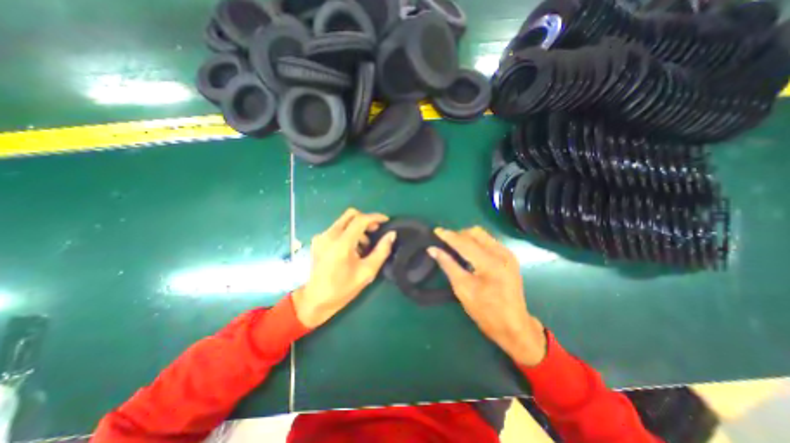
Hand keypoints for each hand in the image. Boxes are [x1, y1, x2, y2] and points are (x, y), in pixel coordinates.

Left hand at [293, 207, 395, 327]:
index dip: (375, 217)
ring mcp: (321, 237)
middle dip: (366, 219)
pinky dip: (348, 232)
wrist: (315, 300)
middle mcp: (329, 235)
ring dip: (357, 228)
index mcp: (341, 244)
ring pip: (343, 221)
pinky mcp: (317, 240)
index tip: (386, 220)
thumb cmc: (342, 289)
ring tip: (363, 246)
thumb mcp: (367, 272)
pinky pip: (336, 229)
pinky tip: (351, 249)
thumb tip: (391, 234)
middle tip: (375, 231)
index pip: (360, 220)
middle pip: (350, 214)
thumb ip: (381, 251)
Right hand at [430, 226, 546, 364]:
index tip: (435, 231)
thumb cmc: (485, 311)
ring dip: (467, 238)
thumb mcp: (462, 288)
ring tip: (455, 247)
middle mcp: (501, 253)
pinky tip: (469, 253)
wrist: (513, 326)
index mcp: (490, 263)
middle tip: (445, 243)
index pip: (465, 242)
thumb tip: (432, 249)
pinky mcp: (509, 258)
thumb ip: (448, 265)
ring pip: (483, 235)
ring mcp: (508, 254)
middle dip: (459, 234)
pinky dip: (476, 243)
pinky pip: (489, 242)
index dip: (449, 236)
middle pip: (476, 233)